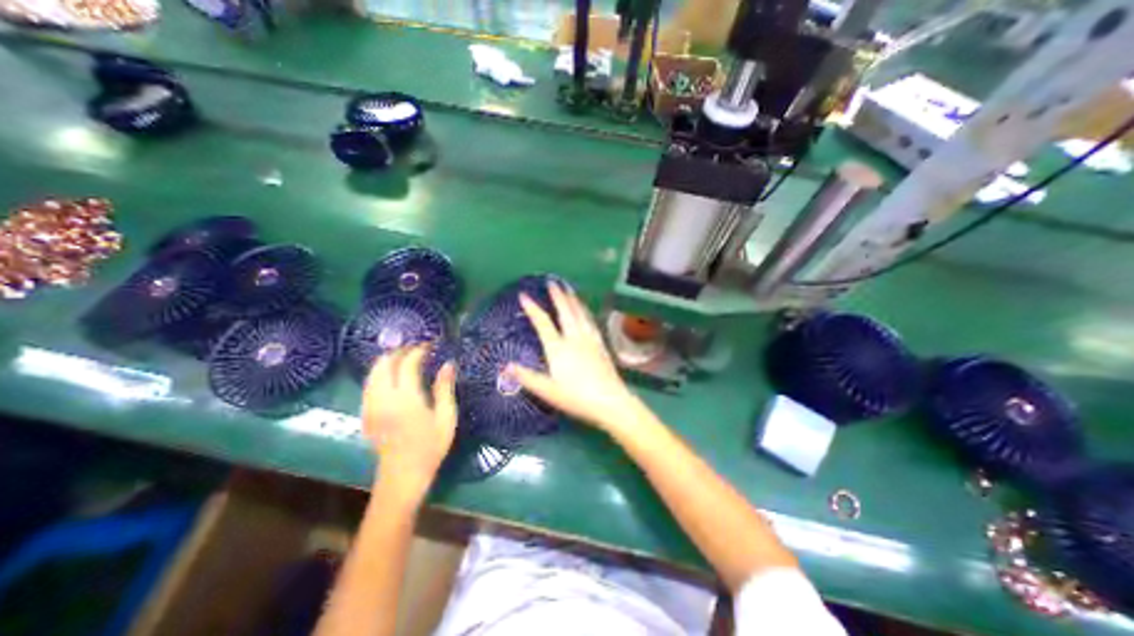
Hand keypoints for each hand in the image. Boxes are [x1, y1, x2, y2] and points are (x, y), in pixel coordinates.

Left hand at [361, 345, 455, 503]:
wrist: (403, 476)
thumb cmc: (431, 447)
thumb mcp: (446, 417)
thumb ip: (444, 388)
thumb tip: (448, 364)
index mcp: (406, 399)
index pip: (407, 365)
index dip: (417, 351)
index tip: (429, 345)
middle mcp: (383, 399)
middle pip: (383, 365)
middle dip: (399, 352)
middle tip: (416, 349)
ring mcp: (371, 407)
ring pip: (372, 374)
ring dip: (387, 361)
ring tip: (404, 358)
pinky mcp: (366, 414)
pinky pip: (368, 385)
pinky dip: (379, 373)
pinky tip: (392, 376)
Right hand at [505, 284, 645, 437]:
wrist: (609, 401)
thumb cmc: (576, 397)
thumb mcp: (547, 391)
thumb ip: (527, 378)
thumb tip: (505, 366)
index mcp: (558, 348)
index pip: (543, 323)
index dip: (532, 309)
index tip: (524, 295)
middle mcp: (574, 338)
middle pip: (565, 312)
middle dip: (557, 296)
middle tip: (553, 282)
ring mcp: (589, 340)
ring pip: (580, 314)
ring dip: (573, 300)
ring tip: (569, 290)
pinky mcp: (600, 344)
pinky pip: (591, 322)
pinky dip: (586, 312)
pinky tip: (586, 310)